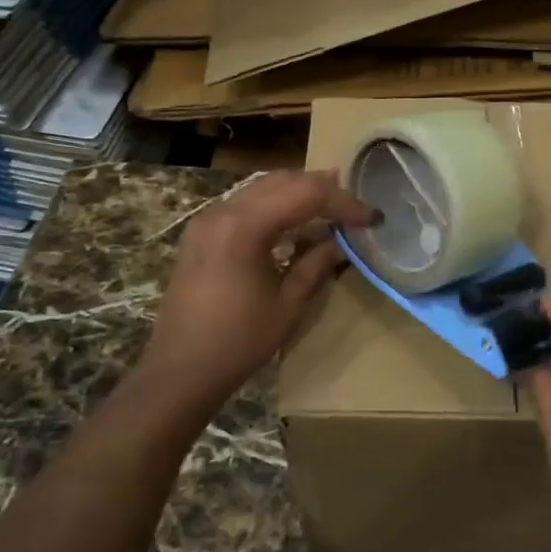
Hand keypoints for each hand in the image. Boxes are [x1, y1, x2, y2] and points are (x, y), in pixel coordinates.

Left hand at [132, 171, 374, 414]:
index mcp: (245, 227)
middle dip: (322, 189)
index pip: (306, 194)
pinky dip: (274, 205)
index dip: (343, 202)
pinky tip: (293, 222)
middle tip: (354, 207)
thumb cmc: (238, 343)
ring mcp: (207, 219)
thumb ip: (315, 265)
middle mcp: (223, 211)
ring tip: (331, 208)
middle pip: (283, 181)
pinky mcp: (201, 232)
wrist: (179, 371)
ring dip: (298, 193)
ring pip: (262, 187)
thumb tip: (339, 243)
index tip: (370, 218)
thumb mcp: (287, 305)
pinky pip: (245, 203)